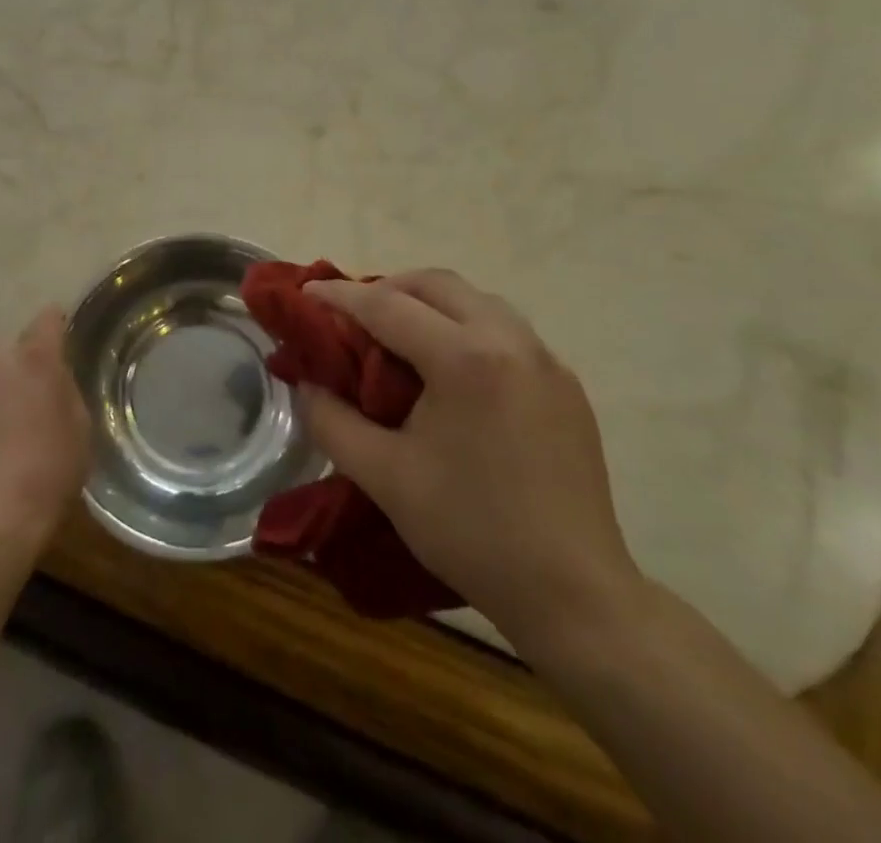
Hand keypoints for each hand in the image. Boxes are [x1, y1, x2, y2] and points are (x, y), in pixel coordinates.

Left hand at [0, 307, 89, 553]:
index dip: (60, 325)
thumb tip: (56, 378)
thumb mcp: (80, 423)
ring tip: (25, 417)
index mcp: (36, 356)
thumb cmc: (52, 466)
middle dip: (32, 358)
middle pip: (19, 344)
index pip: (48, 318)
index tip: (69, 340)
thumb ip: (67, 388)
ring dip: (10, 382)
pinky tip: (4, 437)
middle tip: (49, 387)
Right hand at [301, 270, 644, 662]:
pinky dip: (466, 327)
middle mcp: (510, 340)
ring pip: (476, 300)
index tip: (305, 294)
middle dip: (387, 288)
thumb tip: (306, 384)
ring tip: (399, 336)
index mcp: (465, 358)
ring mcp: (546, 360)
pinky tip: (451, 369)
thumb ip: (332, 421)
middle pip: (437, 284)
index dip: (340, 297)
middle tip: (352, 316)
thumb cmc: (471, 532)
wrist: (574, 595)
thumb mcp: (384, 477)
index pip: (387, 306)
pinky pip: (506, 330)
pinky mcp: (565, 384)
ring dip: (430, 303)